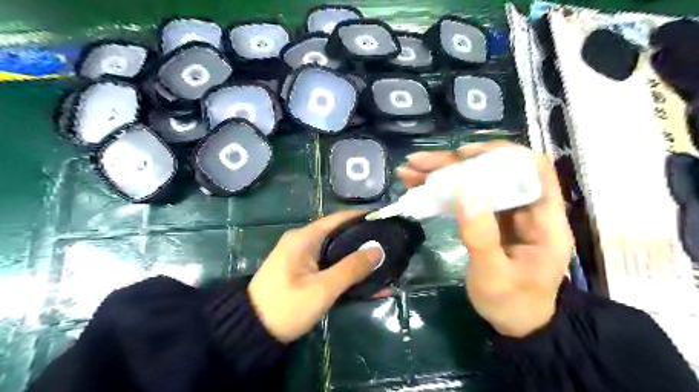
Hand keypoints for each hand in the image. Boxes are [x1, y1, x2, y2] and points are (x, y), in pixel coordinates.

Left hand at [249, 211, 384, 342]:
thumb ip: (351, 268)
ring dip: (357, 259)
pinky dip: (347, 272)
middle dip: (364, 240)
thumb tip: (378, 250)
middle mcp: (304, 242)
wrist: (251, 332)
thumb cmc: (286, 306)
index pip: (338, 219)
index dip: (362, 217)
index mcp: (304, 238)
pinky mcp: (304, 273)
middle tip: (389, 244)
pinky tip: (366, 282)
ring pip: (337, 252)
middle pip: (339, 235)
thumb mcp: (322, 289)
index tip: (384, 220)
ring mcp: (303, 258)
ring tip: (384, 262)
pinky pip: (330, 267)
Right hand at [395, 141, 576, 335]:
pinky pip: (464, 197)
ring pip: (474, 181)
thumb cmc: (512, 303)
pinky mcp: (486, 219)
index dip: (502, 154)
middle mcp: (525, 208)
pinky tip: (416, 185)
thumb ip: (481, 236)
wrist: (516, 323)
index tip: (465, 154)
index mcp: (544, 219)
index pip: (533, 169)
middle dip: (454, 163)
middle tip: (419, 161)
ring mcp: (504, 213)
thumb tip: (464, 191)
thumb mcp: (494, 276)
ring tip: (409, 170)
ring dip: (441, 173)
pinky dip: (440, 190)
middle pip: (492, 170)